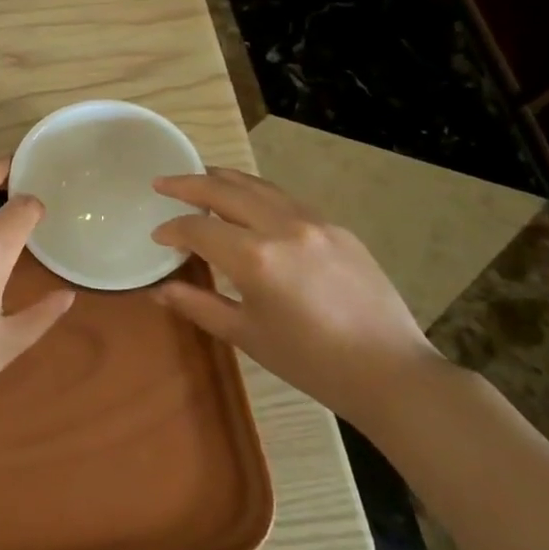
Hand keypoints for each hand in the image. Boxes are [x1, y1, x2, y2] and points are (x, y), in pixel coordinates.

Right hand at [150, 168, 442, 424]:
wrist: (391, 372)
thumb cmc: (311, 362)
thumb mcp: (247, 336)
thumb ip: (199, 305)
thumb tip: (160, 291)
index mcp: (255, 258)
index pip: (199, 228)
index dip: (172, 230)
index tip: (157, 235)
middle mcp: (282, 227)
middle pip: (225, 190)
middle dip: (188, 185)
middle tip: (162, 183)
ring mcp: (314, 222)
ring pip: (258, 186)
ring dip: (224, 179)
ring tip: (201, 177)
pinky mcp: (337, 227)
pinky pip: (287, 199)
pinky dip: (258, 193)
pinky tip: (251, 202)